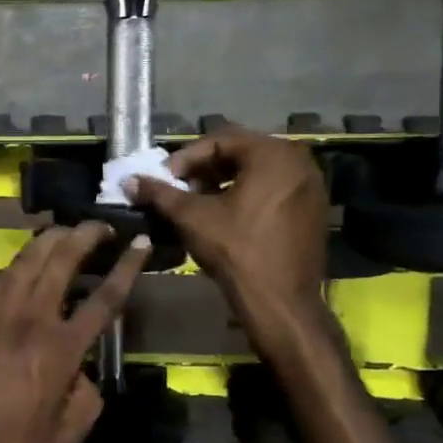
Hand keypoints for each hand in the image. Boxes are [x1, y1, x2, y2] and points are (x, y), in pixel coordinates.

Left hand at [0, 222, 147, 442]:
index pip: (104, 297)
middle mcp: (31, 318)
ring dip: (51, 239)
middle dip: (86, 235)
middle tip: (101, 225)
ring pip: (28, 259)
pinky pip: (2, 276)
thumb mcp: (66, 438)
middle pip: (62, 260)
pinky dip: (21, 261)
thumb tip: (82, 374)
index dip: (126, 266)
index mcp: (61, 348)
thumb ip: (86, 399)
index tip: (138, 240)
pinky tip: (27, 261)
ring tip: (67, 230)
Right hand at [129, 127, 328, 312]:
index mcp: (273, 154)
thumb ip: (160, 193)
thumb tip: (129, 181)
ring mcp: (311, 186)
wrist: (281, 303)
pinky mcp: (313, 210)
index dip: (186, 157)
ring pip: (258, 171)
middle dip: (205, 168)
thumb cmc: (236, 251)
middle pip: (241, 152)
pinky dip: (247, 194)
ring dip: (224, 180)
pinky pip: (274, 189)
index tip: (164, 178)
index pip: (220, 140)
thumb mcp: (192, 217)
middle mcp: (299, 161)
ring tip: (198, 201)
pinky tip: (226, 215)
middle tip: (179, 187)